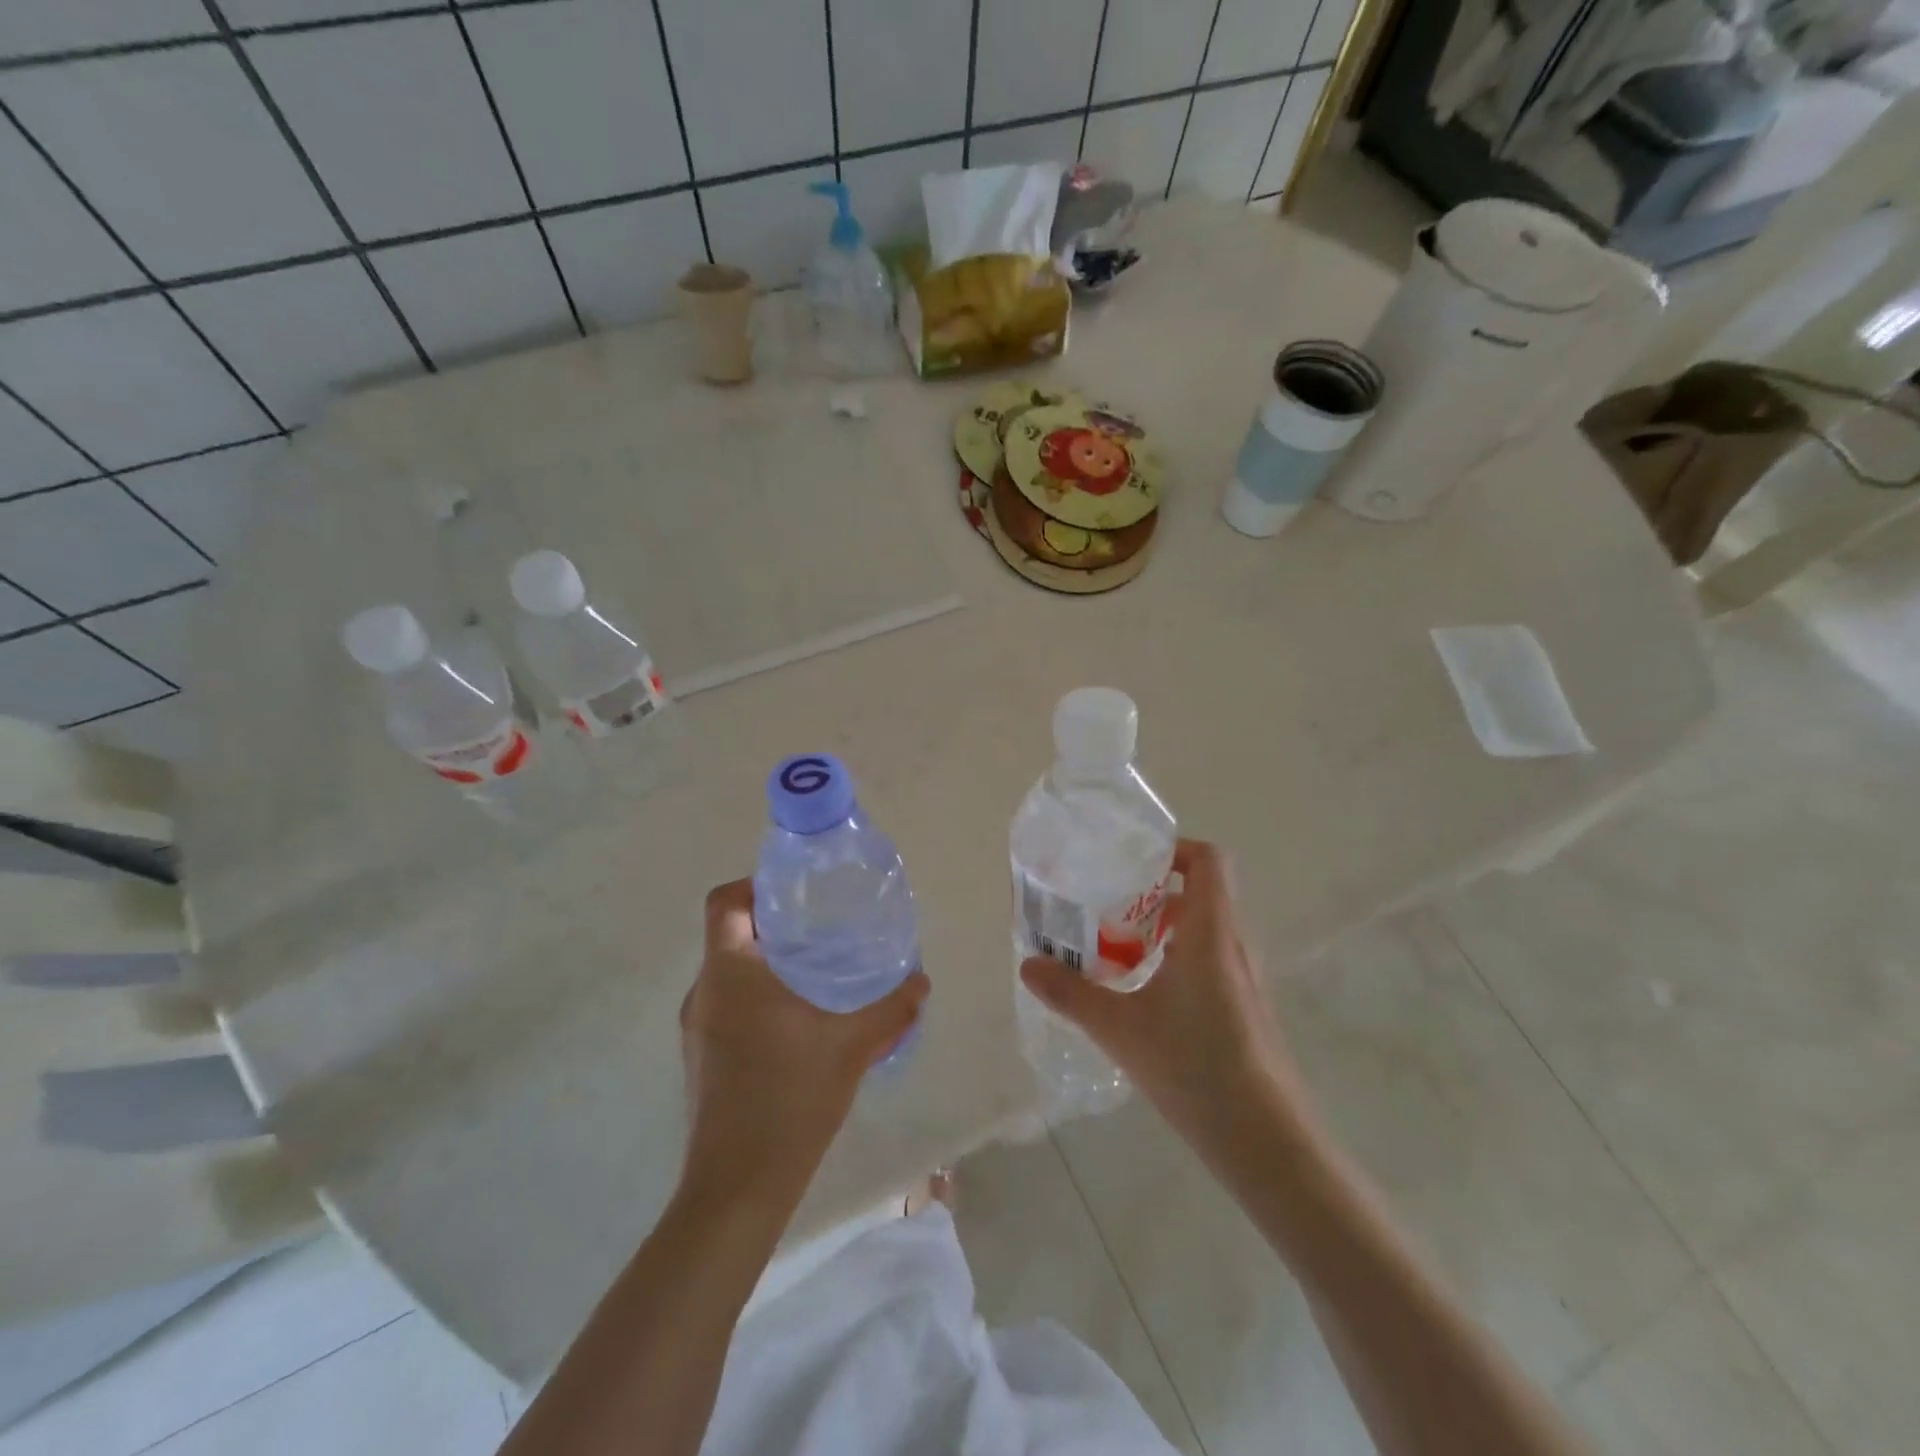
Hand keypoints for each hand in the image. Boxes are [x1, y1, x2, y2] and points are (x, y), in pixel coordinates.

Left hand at [680, 879, 928, 1208]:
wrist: (739, 1186)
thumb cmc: (791, 1097)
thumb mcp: (852, 1045)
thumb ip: (891, 1008)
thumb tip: (921, 981)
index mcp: (730, 972)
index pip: (724, 902)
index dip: (754, 885)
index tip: (796, 893)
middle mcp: (705, 991)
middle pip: (729, 934)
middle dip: (772, 925)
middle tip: (820, 929)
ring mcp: (697, 1027)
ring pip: (729, 972)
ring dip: (765, 964)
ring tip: (815, 973)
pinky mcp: (701, 1057)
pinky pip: (728, 1005)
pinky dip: (757, 997)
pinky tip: (798, 1023)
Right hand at [1019, 838, 1315, 1150]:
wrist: (1267, 1142)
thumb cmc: (1195, 1067)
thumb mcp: (1120, 1028)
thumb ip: (1071, 993)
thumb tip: (1027, 965)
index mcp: (1211, 932)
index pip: (1209, 860)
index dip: (1174, 849)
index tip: (1131, 862)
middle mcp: (1234, 945)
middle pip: (1202, 893)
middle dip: (1153, 892)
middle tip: (1107, 905)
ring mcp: (1245, 979)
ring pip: (1204, 931)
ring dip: (1163, 929)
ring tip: (1116, 948)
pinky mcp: (1245, 1009)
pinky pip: (1210, 962)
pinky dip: (1176, 960)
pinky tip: (1143, 995)